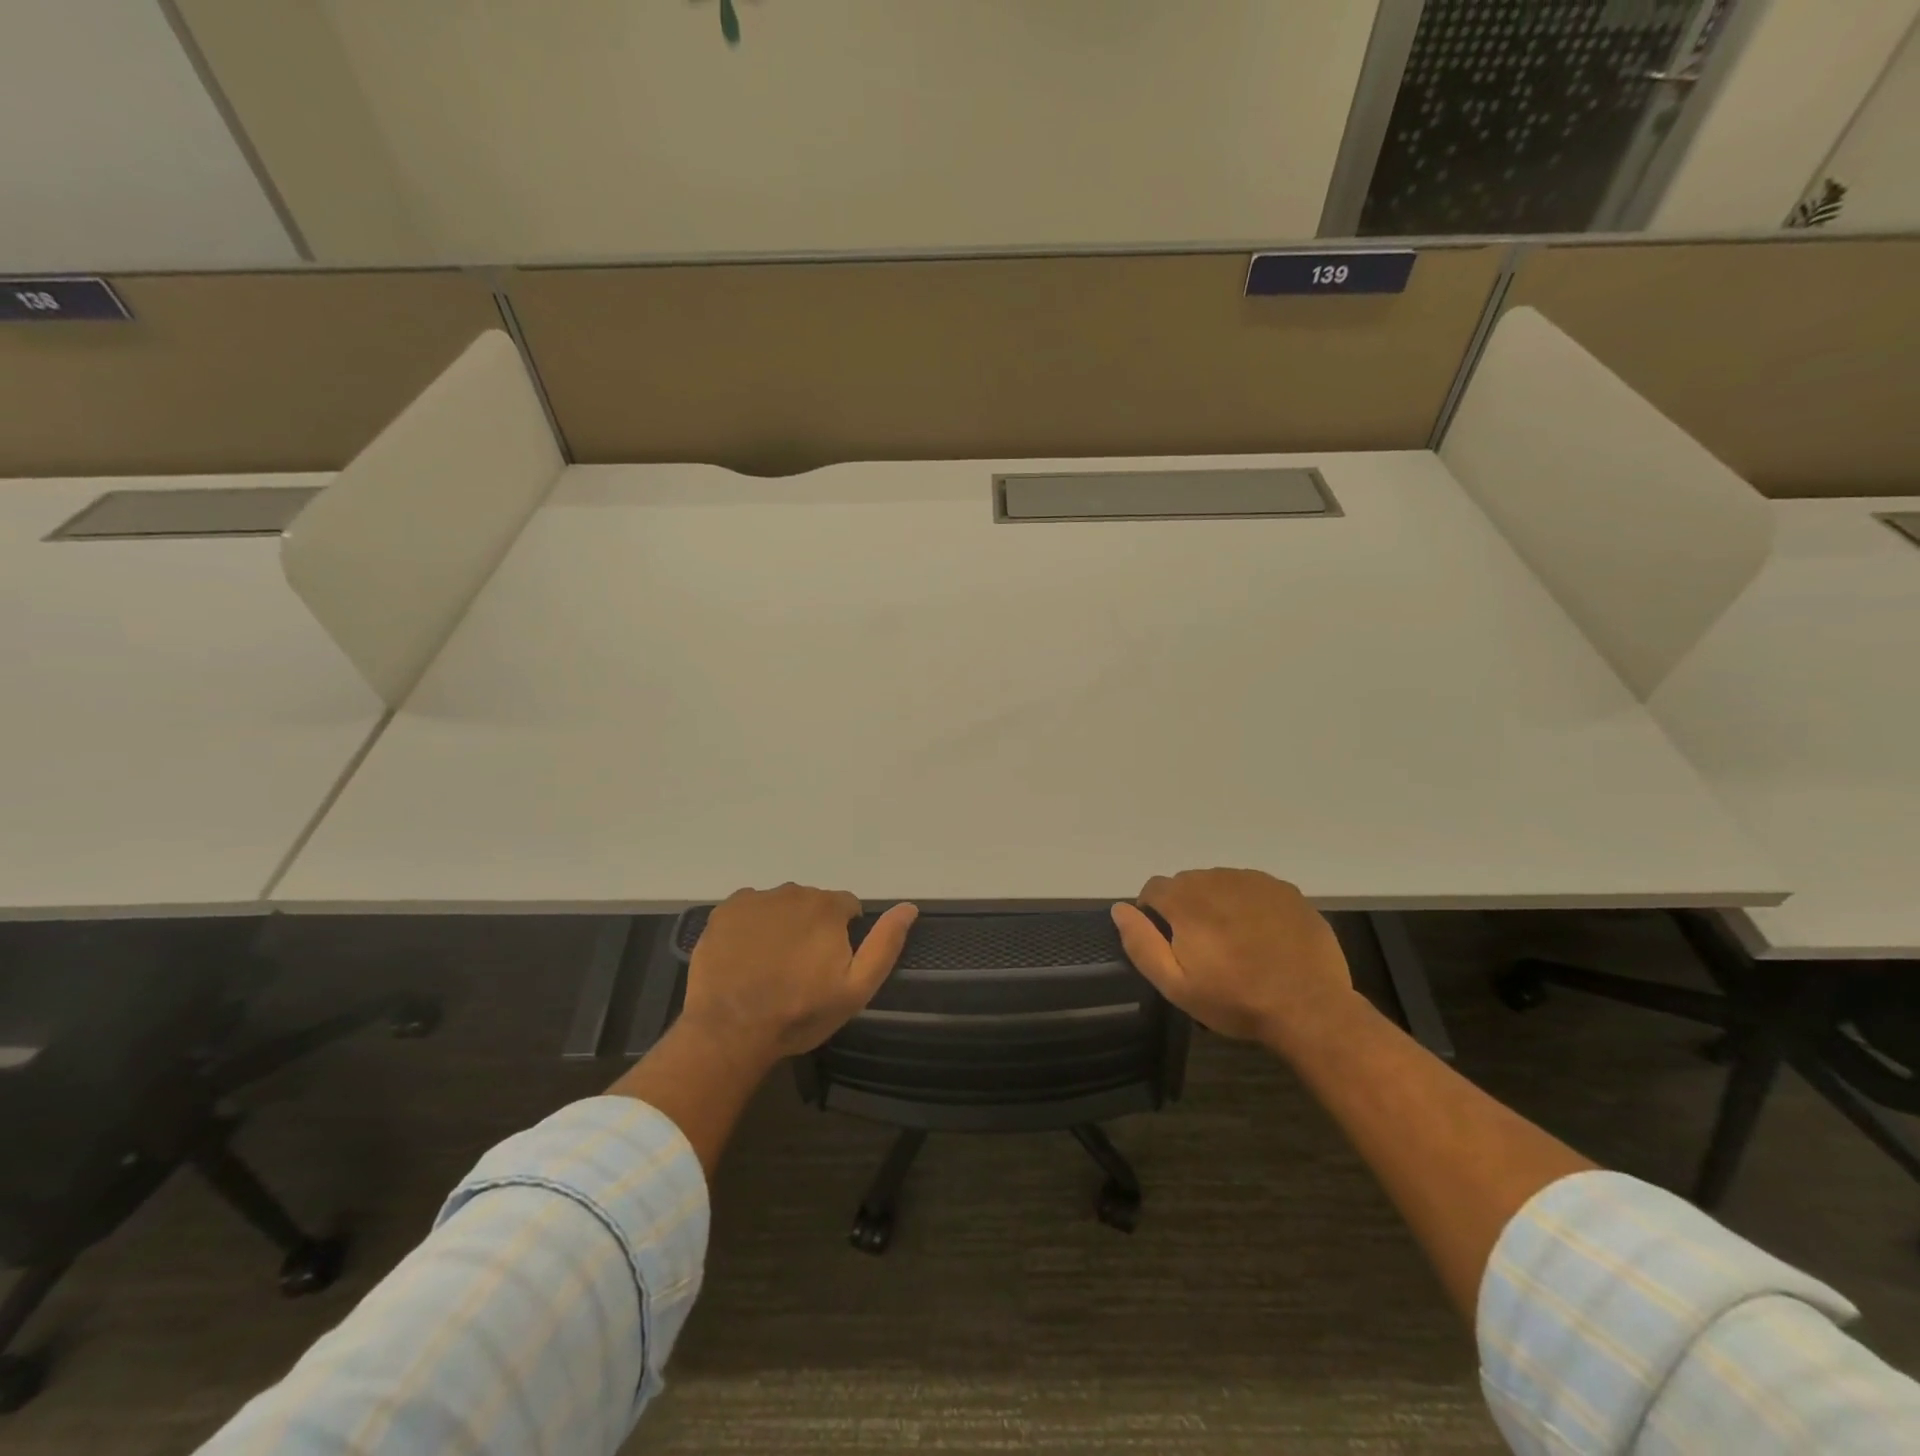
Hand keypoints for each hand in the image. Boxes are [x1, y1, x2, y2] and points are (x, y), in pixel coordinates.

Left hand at [679, 883, 918, 1064]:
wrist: (730, 1030)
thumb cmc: (800, 1012)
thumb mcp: (856, 988)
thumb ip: (885, 944)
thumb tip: (909, 907)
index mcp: (828, 907)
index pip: (847, 907)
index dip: (843, 934)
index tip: (830, 965)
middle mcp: (793, 891)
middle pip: (813, 904)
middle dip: (812, 928)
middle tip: (800, 969)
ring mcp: (755, 899)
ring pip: (780, 905)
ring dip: (782, 925)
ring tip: (771, 965)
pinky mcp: (725, 911)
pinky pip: (748, 909)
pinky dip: (751, 926)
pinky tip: (746, 956)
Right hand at [1110, 868, 1355, 1048]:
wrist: (1310, 1008)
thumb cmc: (1236, 1000)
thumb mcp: (1176, 985)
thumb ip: (1141, 943)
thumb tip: (1119, 909)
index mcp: (1186, 900)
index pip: (1153, 888)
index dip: (1153, 913)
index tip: (1167, 942)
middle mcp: (1217, 878)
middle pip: (1187, 883)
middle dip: (1185, 907)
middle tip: (1202, 947)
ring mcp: (1255, 881)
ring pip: (1219, 883)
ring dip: (1216, 903)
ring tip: (1233, 940)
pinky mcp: (1285, 890)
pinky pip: (1252, 887)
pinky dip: (1248, 904)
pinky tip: (1261, 934)